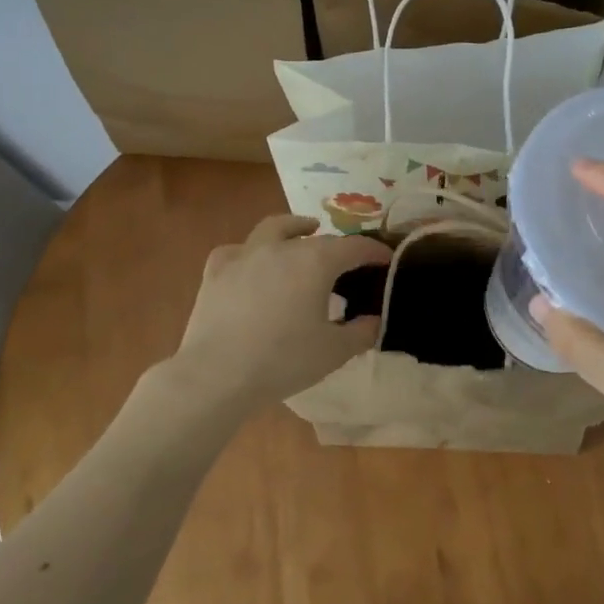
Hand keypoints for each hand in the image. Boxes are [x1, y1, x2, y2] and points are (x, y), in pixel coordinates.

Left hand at [170, 214, 391, 407]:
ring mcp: (246, 255)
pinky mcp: (216, 271)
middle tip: (349, 263)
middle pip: (318, 239)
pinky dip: (251, 252)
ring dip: (295, 228)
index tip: (386, 260)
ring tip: (305, 231)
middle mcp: (283, 248)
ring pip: (275, 228)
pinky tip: (253, 262)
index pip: (354, 247)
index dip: (374, 252)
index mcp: (316, 262)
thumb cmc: (283, 361)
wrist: (217, 375)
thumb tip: (375, 320)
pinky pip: (238, 251)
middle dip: (339, 247)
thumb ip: (362, 332)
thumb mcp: (335, 351)